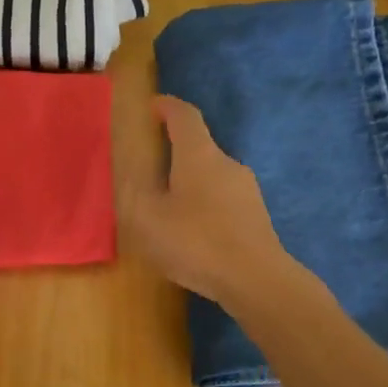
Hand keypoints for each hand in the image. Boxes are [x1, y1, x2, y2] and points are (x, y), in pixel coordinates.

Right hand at [121, 95, 293, 307]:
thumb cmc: (196, 242)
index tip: (152, 108)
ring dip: (188, 183)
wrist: (255, 279)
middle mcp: (226, 163)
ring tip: (167, 209)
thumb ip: (134, 190)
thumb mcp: (147, 218)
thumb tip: (131, 170)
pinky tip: (193, 233)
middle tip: (148, 172)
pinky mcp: (255, 215)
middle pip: (198, 146)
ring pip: (211, 176)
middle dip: (173, 153)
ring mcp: (246, 189)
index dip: (167, 107)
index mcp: (199, 155)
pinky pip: (222, 199)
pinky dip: (204, 205)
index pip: (184, 116)